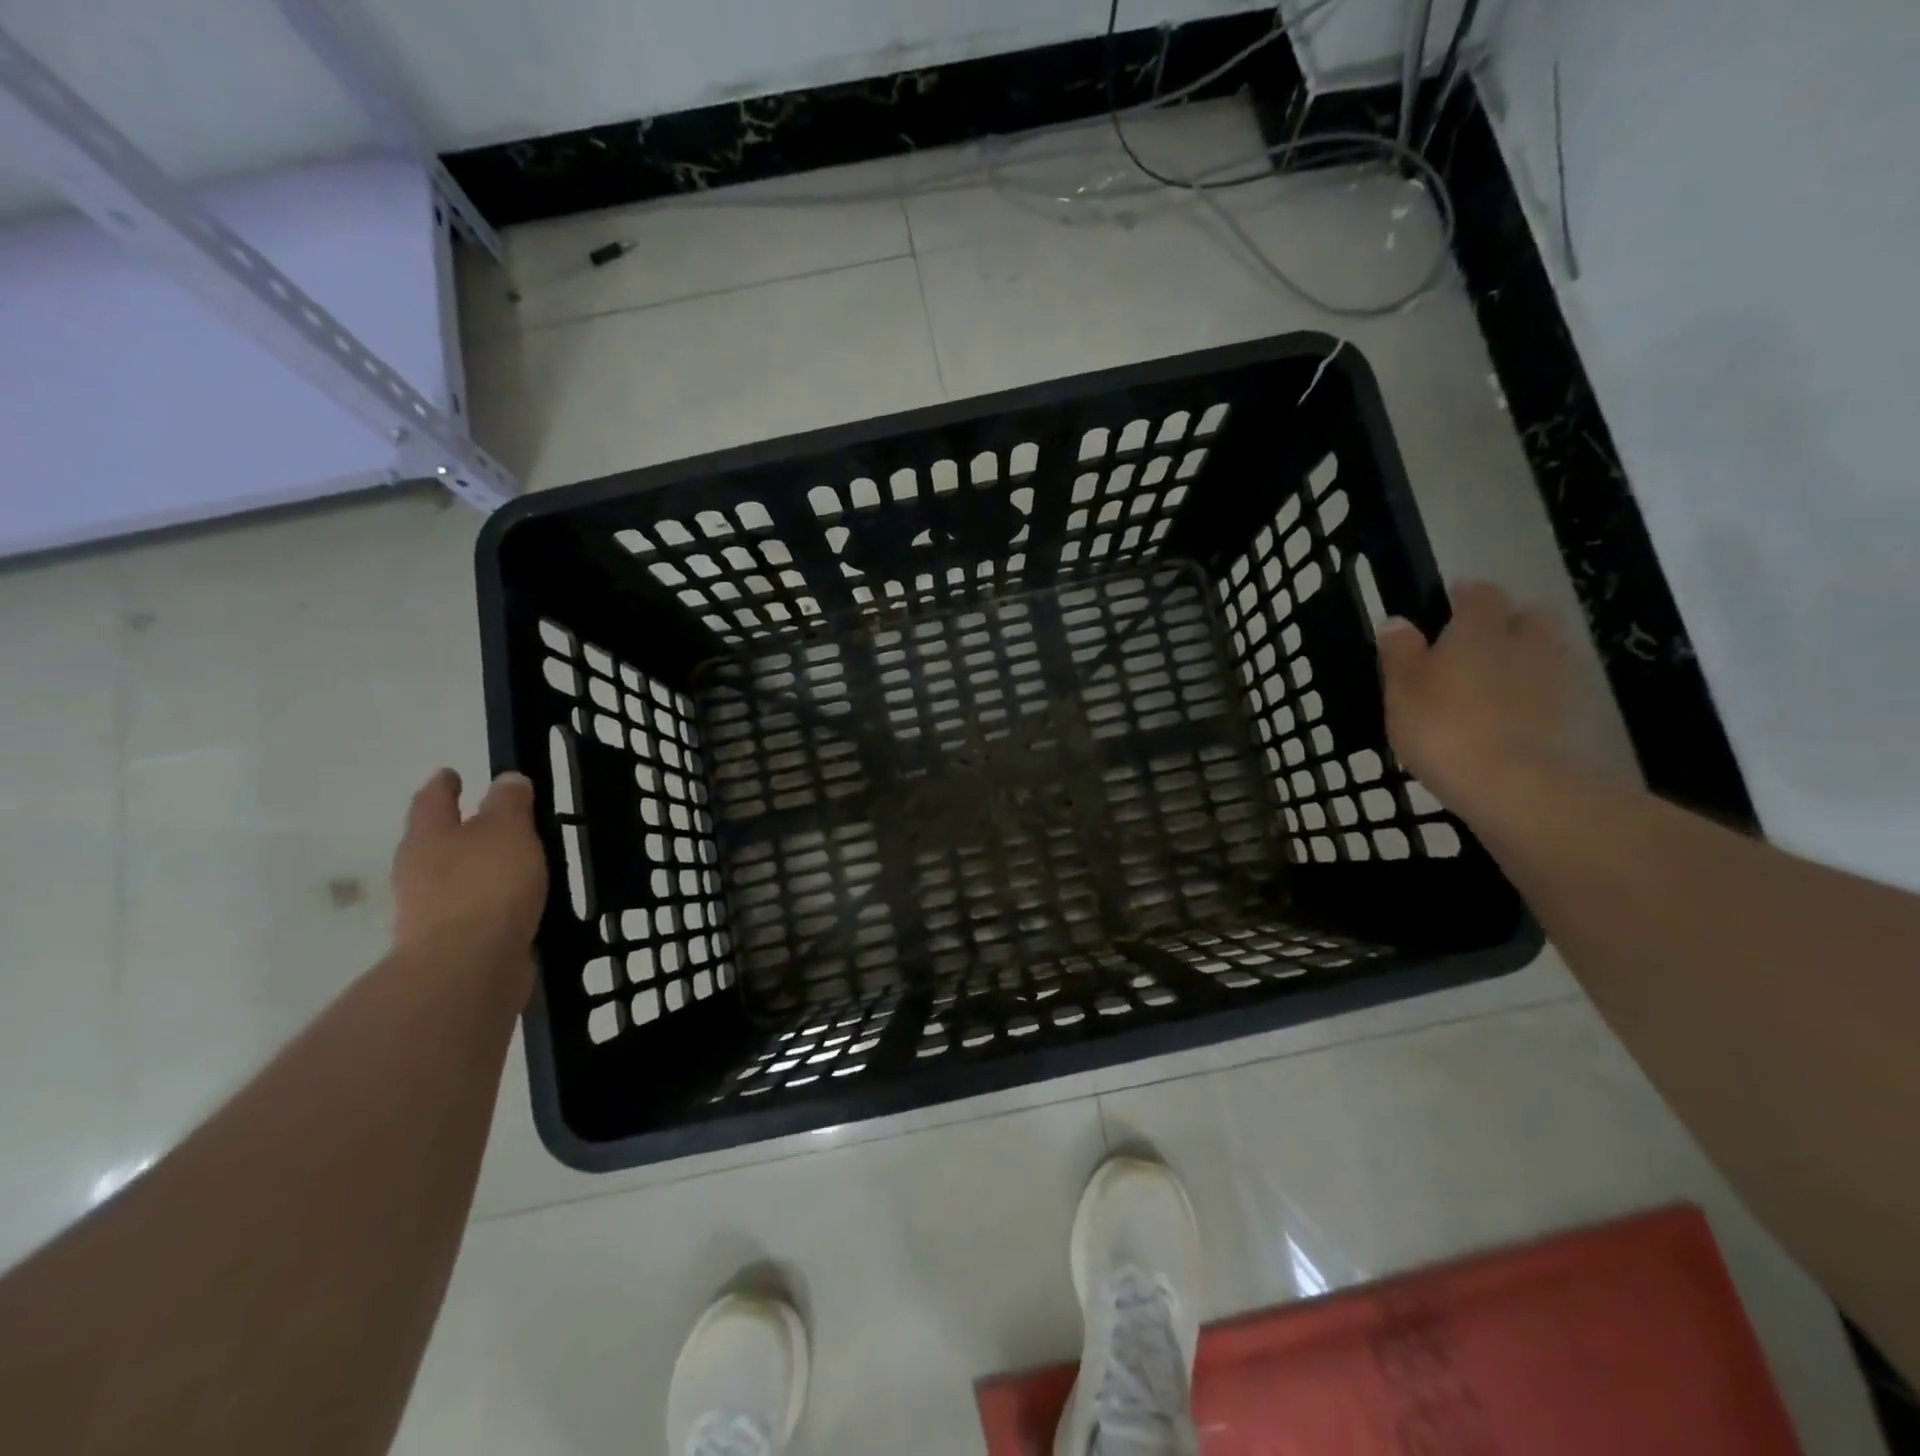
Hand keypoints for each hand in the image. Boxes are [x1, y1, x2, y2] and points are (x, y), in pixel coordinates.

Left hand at [391, 769, 547, 987]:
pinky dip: (490, 900)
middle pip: (436, 840)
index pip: (433, 800)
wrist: (468, 968)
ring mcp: (430, 910)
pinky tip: (515, 901)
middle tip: (488, 818)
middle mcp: (419, 871)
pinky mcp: (452, 942)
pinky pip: (473, 908)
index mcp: (428, 837)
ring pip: (454, 876)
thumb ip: (509, 803)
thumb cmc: (486, 886)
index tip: (452, 773)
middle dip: (458, 828)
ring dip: (477, 867)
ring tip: (512, 861)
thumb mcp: (508, 831)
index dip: (444, 784)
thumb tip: (506, 779)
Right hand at [1377, 582, 1573, 811]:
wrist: (1511, 783)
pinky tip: (1514, 715)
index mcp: (1478, 630)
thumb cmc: (1442, 728)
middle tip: (1477, 645)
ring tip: (1495, 684)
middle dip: (1506, 622)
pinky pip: (1554, 688)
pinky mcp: (1573, 712)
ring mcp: (1556, 676)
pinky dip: (1536, 693)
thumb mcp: (1402, 692)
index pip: (1480, 594)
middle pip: (1525, 616)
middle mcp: (1524, 641)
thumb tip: (1397, 621)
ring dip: (1524, 658)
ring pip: (1544, 650)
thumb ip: (1400, 653)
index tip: (1449, 603)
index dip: (1465, 595)